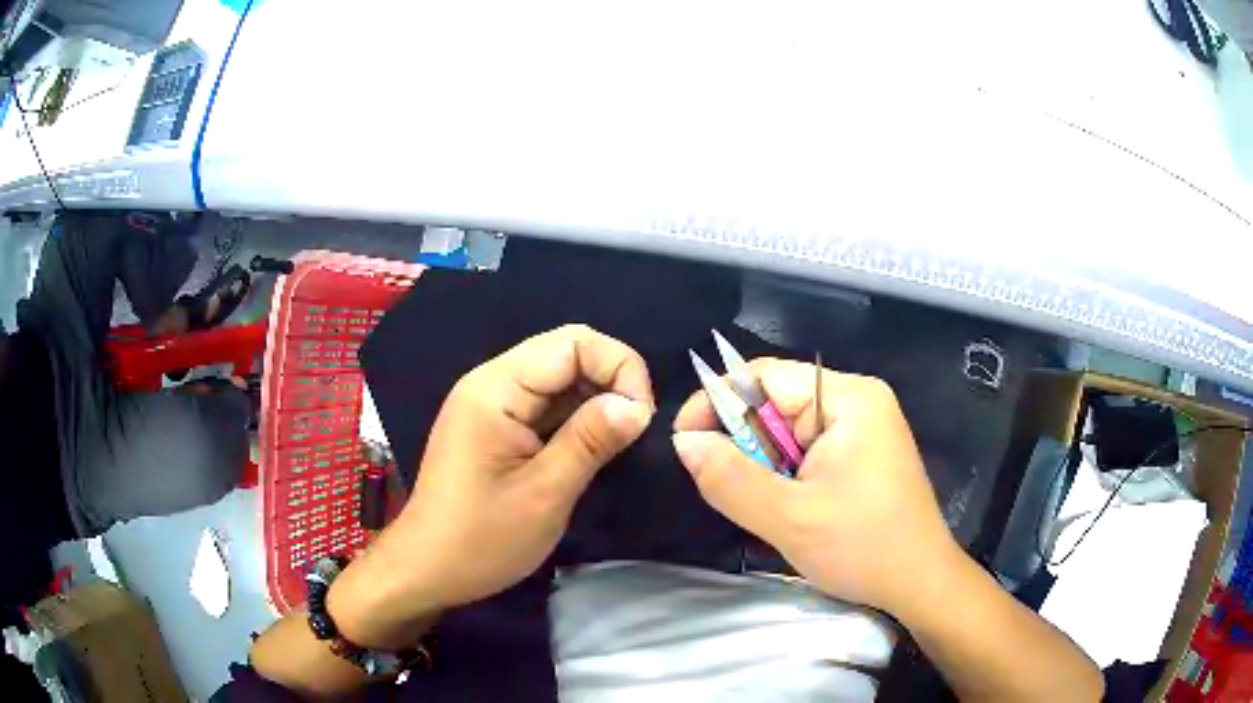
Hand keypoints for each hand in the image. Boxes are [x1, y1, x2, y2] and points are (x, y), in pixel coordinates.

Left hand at [330, 325, 653, 647]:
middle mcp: (491, 382)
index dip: (619, 367)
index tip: (641, 417)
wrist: (427, 569)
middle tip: (634, 428)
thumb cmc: (482, 538)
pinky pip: (544, 402)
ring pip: (557, 376)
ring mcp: (490, 402)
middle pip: (565, 351)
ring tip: (617, 440)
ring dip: (595, 399)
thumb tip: (637, 405)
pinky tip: (590, 444)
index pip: (573, 343)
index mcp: (496, 388)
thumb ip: (591, 440)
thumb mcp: (545, 493)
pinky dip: (575, 416)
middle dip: (610, 379)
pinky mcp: (494, 424)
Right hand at [673, 358, 958, 612]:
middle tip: (728, 489)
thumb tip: (684, 442)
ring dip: (765, 466)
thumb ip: (730, 478)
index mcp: (847, 398)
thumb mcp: (789, 518)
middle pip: (777, 403)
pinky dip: (786, 476)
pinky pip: (806, 450)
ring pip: (788, 431)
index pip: (765, 376)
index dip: (718, 402)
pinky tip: (790, 507)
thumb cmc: (863, 547)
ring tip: (767, 506)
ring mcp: (863, 427)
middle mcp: (857, 401)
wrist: (919, 583)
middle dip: (745, 444)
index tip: (686, 442)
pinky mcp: (862, 453)